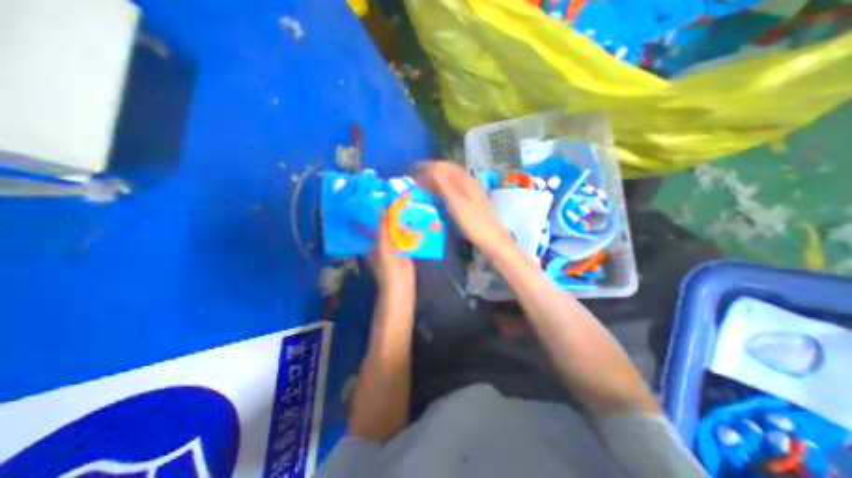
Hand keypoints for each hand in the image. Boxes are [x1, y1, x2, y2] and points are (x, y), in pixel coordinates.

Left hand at [371, 212, 416, 293]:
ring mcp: (396, 250)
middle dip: (395, 220)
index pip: (379, 227)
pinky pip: (408, 241)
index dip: (383, 216)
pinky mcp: (406, 253)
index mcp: (375, 244)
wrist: (400, 285)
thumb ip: (383, 228)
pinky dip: (411, 234)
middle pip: (389, 230)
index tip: (391, 203)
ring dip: (404, 225)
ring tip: (410, 210)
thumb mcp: (382, 245)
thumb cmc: (387, 266)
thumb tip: (383, 209)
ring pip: (399, 234)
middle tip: (403, 205)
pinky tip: (417, 224)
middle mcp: (384, 246)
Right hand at [415, 161, 507, 253]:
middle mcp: (469, 184)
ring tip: (424, 184)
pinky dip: (443, 189)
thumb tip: (433, 168)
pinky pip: (454, 190)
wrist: (492, 240)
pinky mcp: (471, 202)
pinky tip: (438, 195)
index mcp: (466, 182)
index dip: (429, 166)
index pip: (445, 167)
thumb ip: (446, 186)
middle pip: (449, 172)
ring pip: (451, 180)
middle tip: (417, 176)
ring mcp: (471, 193)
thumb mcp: (457, 204)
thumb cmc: (474, 224)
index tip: (414, 169)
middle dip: (432, 171)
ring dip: (437, 180)